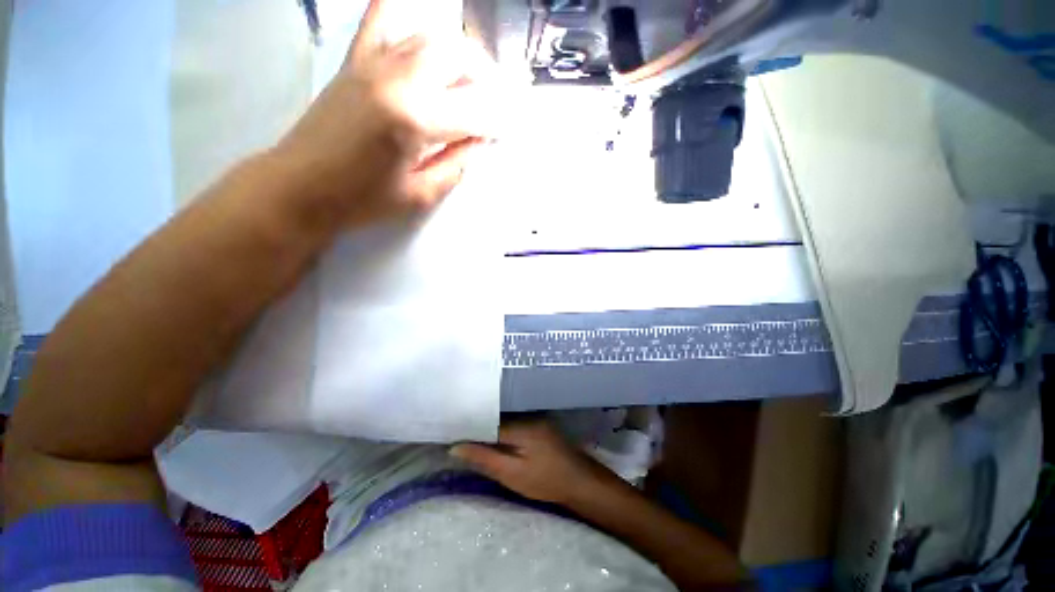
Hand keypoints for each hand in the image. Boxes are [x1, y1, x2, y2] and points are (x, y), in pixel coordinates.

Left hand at [273, 0, 497, 228]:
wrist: (301, 187)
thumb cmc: (363, 199)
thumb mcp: (421, 195)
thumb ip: (455, 166)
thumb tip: (477, 142)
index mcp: (416, 120)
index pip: (474, 111)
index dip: (496, 122)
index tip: (504, 131)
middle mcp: (398, 79)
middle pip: (457, 55)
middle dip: (483, 77)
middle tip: (488, 103)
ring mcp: (373, 64)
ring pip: (429, 36)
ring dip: (457, 54)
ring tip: (465, 80)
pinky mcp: (354, 62)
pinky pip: (380, 22)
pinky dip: (399, 13)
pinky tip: (412, 23)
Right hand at [451, 421, 615, 504]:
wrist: (579, 481)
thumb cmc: (546, 481)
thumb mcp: (512, 474)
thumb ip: (484, 458)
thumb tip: (455, 446)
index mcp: (520, 425)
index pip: (487, 420)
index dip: (468, 426)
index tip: (449, 431)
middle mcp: (526, 415)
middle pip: (494, 417)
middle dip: (476, 425)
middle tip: (454, 434)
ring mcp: (534, 417)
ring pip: (502, 420)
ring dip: (487, 428)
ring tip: (467, 434)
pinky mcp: (537, 423)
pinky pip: (512, 423)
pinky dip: (499, 430)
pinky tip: (490, 437)